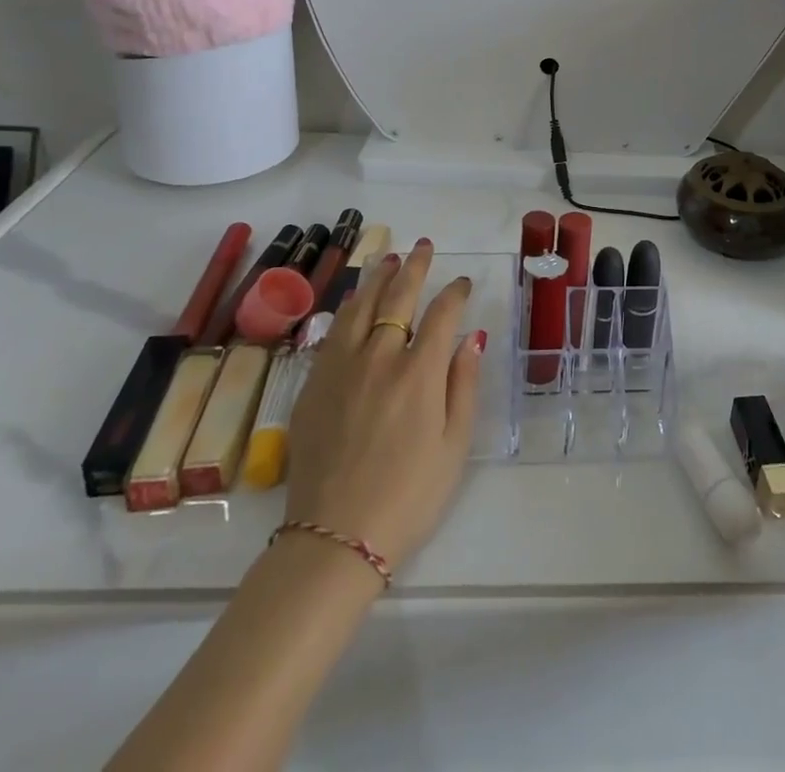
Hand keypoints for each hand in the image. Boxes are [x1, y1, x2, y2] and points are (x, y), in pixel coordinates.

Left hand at [283, 240, 484, 569]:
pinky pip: (333, 333)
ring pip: (360, 307)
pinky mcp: (313, 386)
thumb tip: (472, 338)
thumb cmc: (409, 496)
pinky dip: (349, 310)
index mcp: (419, 373)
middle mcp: (379, 358)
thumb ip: (464, 385)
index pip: (441, 315)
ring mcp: (341, 369)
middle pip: (398, 298)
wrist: (334, 538)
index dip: (455, 293)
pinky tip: (354, 302)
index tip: (464, 283)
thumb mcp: (454, 446)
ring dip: (377, 278)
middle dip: (415, 268)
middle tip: (424, 247)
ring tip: (388, 258)